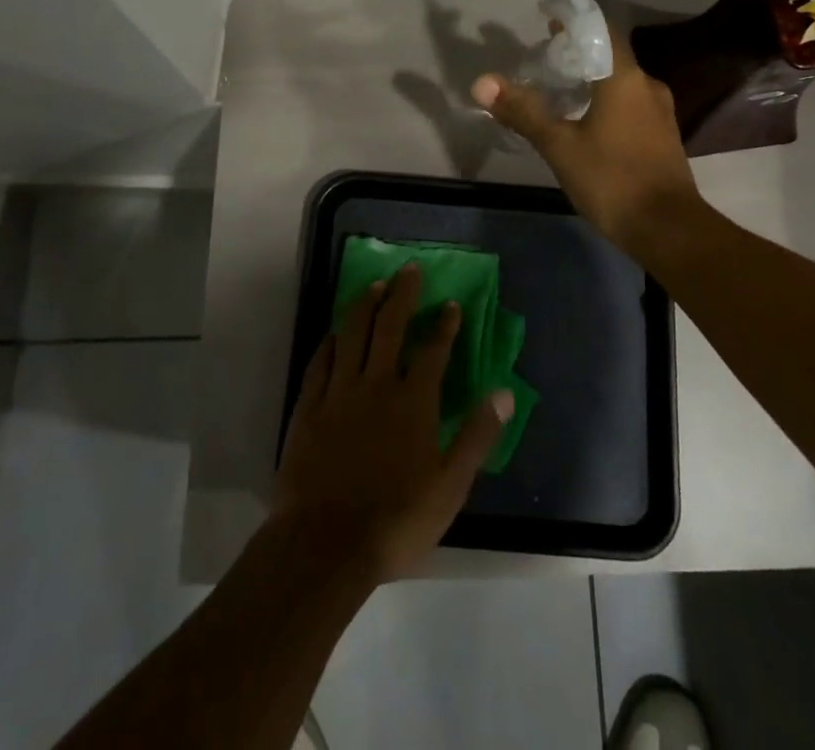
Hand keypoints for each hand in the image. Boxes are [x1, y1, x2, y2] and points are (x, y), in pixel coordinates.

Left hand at [273, 264, 513, 583]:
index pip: (433, 351)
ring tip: (375, 285)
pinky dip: (330, 341)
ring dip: (365, 305)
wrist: (324, 545)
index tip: (450, 303)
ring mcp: (339, 393)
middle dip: (403, 294)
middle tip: (410, 269)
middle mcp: (376, 385)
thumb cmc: (395, 520)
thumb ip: (477, 436)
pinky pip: (320, 362)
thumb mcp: (450, 486)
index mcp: (413, 402)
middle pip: (390, 326)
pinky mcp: (309, 407)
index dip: (444, 325)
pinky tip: (335, 331)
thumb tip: (505, 393)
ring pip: (352, 334)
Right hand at [471, 25, 702, 252]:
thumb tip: (482, 83)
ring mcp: (659, 112)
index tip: (548, 21)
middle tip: (544, 58)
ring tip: (559, 89)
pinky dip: (606, 101)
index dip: (574, 22)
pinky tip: (585, 121)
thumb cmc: (612, 180)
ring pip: (621, 82)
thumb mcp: (560, 146)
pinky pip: (630, 104)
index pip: (601, 30)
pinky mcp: (662, 136)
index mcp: (624, 78)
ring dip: (592, 79)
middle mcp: (647, 86)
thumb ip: (523, 111)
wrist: (669, 230)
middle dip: (578, 52)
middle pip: (610, 55)